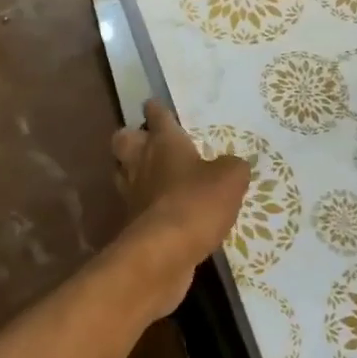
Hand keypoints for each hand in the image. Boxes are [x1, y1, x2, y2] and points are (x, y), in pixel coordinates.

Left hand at [109, 100, 250, 319]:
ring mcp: (131, 193)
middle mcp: (141, 161)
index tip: (154, 105)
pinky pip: (134, 205)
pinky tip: (162, 211)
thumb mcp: (229, 180)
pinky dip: (143, 205)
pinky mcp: (131, 223)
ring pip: (122, 171)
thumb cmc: (196, 202)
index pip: (156, 115)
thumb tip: (234, 165)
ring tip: (154, 177)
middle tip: (149, 143)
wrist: (164, 252)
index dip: (156, 109)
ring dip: (133, 171)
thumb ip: (233, 167)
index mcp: (163, 141)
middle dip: (132, 137)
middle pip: (123, 140)